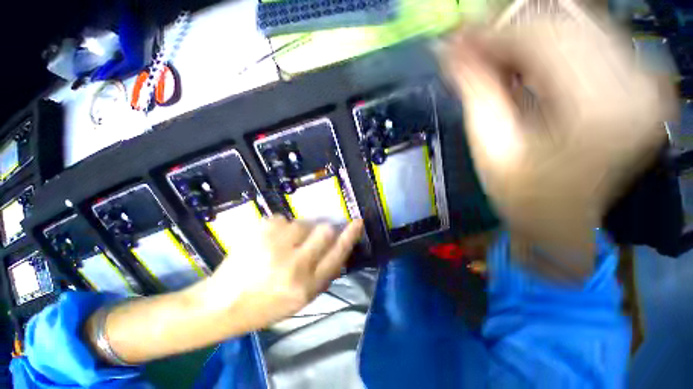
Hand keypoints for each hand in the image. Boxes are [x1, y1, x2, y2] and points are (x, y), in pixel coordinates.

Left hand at [192, 216, 363, 330]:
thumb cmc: (265, 305)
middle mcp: (294, 265)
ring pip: (302, 223)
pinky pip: (282, 219)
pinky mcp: (259, 232)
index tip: (358, 222)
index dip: (350, 235)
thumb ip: (324, 274)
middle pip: (324, 230)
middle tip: (310, 238)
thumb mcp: (301, 300)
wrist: (221, 305)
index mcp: (306, 286)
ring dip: (298, 231)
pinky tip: (267, 242)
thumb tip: (338, 247)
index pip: (337, 253)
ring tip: (281, 246)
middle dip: (322, 231)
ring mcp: (275, 246)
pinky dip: (280, 228)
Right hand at [439, 16, 674, 277]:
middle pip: (563, 25)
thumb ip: (476, 90)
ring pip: (577, 26)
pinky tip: (522, 60)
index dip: (493, 32)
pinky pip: (590, 41)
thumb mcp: (490, 145)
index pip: (542, 39)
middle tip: (468, 43)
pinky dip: (551, 44)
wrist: (560, 219)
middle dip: (507, 29)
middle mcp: (636, 85)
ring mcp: (645, 81)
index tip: (456, 37)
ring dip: (526, 34)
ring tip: (490, 53)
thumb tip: (451, 49)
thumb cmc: (521, 194)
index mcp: (599, 110)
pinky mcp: (641, 82)